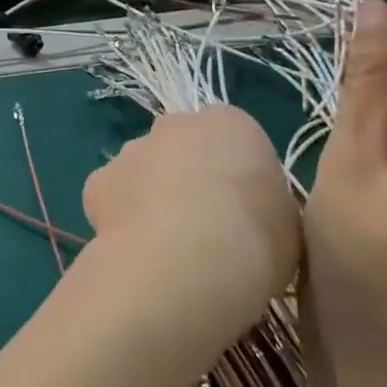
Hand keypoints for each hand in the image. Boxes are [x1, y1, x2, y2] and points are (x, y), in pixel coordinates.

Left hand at [82, 106, 298, 341]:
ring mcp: (131, 150)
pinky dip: (122, 218)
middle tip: (204, 227)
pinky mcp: (98, 180)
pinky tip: (137, 250)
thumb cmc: (254, 240)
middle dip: (189, 177)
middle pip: (183, 147)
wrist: (186, 263)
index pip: (233, 139)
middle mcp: (175, 124)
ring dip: (153, 196)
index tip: (244, 213)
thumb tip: (248, 213)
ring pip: (144, 169)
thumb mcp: (287, 223)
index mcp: (230, 123)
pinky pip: (114, 197)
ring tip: (168, 247)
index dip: (238, 178)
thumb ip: (265, 203)